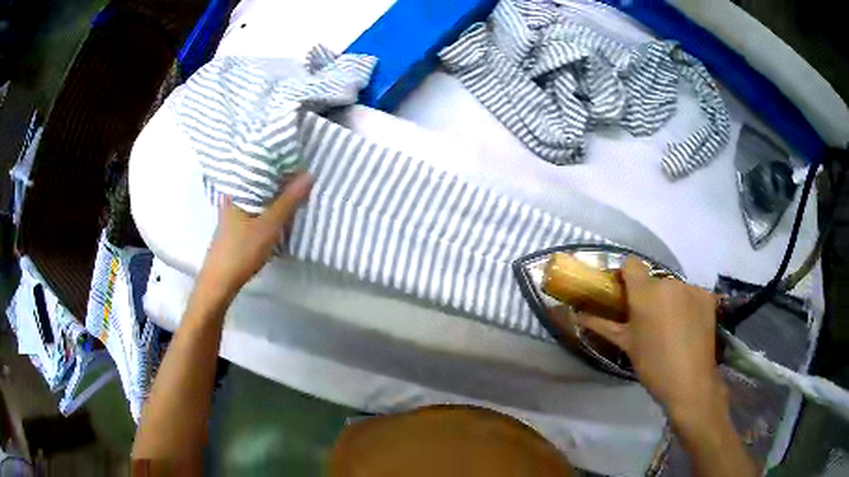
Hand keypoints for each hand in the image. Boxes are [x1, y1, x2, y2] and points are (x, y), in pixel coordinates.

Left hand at [198, 172, 312, 302]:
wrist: (220, 281)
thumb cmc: (242, 250)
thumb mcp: (270, 225)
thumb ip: (289, 200)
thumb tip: (309, 174)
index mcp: (239, 190)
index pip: (262, 166)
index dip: (281, 163)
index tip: (301, 162)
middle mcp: (234, 195)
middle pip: (261, 181)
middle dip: (281, 179)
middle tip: (303, 177)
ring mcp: (233, 211)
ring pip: (259, 195)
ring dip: (276, 195)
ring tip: (296, 191)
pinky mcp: (235, 224)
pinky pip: (256, 207)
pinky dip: (268, 207)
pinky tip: (279, 211)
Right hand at [576, 258, 725, 420]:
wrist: (690, 381)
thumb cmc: (652, 365)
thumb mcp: (626, 345)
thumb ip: (603, 325)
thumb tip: (578, 314)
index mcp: (644, 293)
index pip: (631, 264)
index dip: (626, 276)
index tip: (625, 294)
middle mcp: (668, 282)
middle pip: (654, 280)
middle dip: (650, 295)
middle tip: (649, 321)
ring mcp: (691, 287)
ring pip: (674, 288)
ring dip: (670, 301)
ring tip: (672, 327)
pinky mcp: (707, 296)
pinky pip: (692, 294)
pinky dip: (689, 305)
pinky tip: (689, 326)